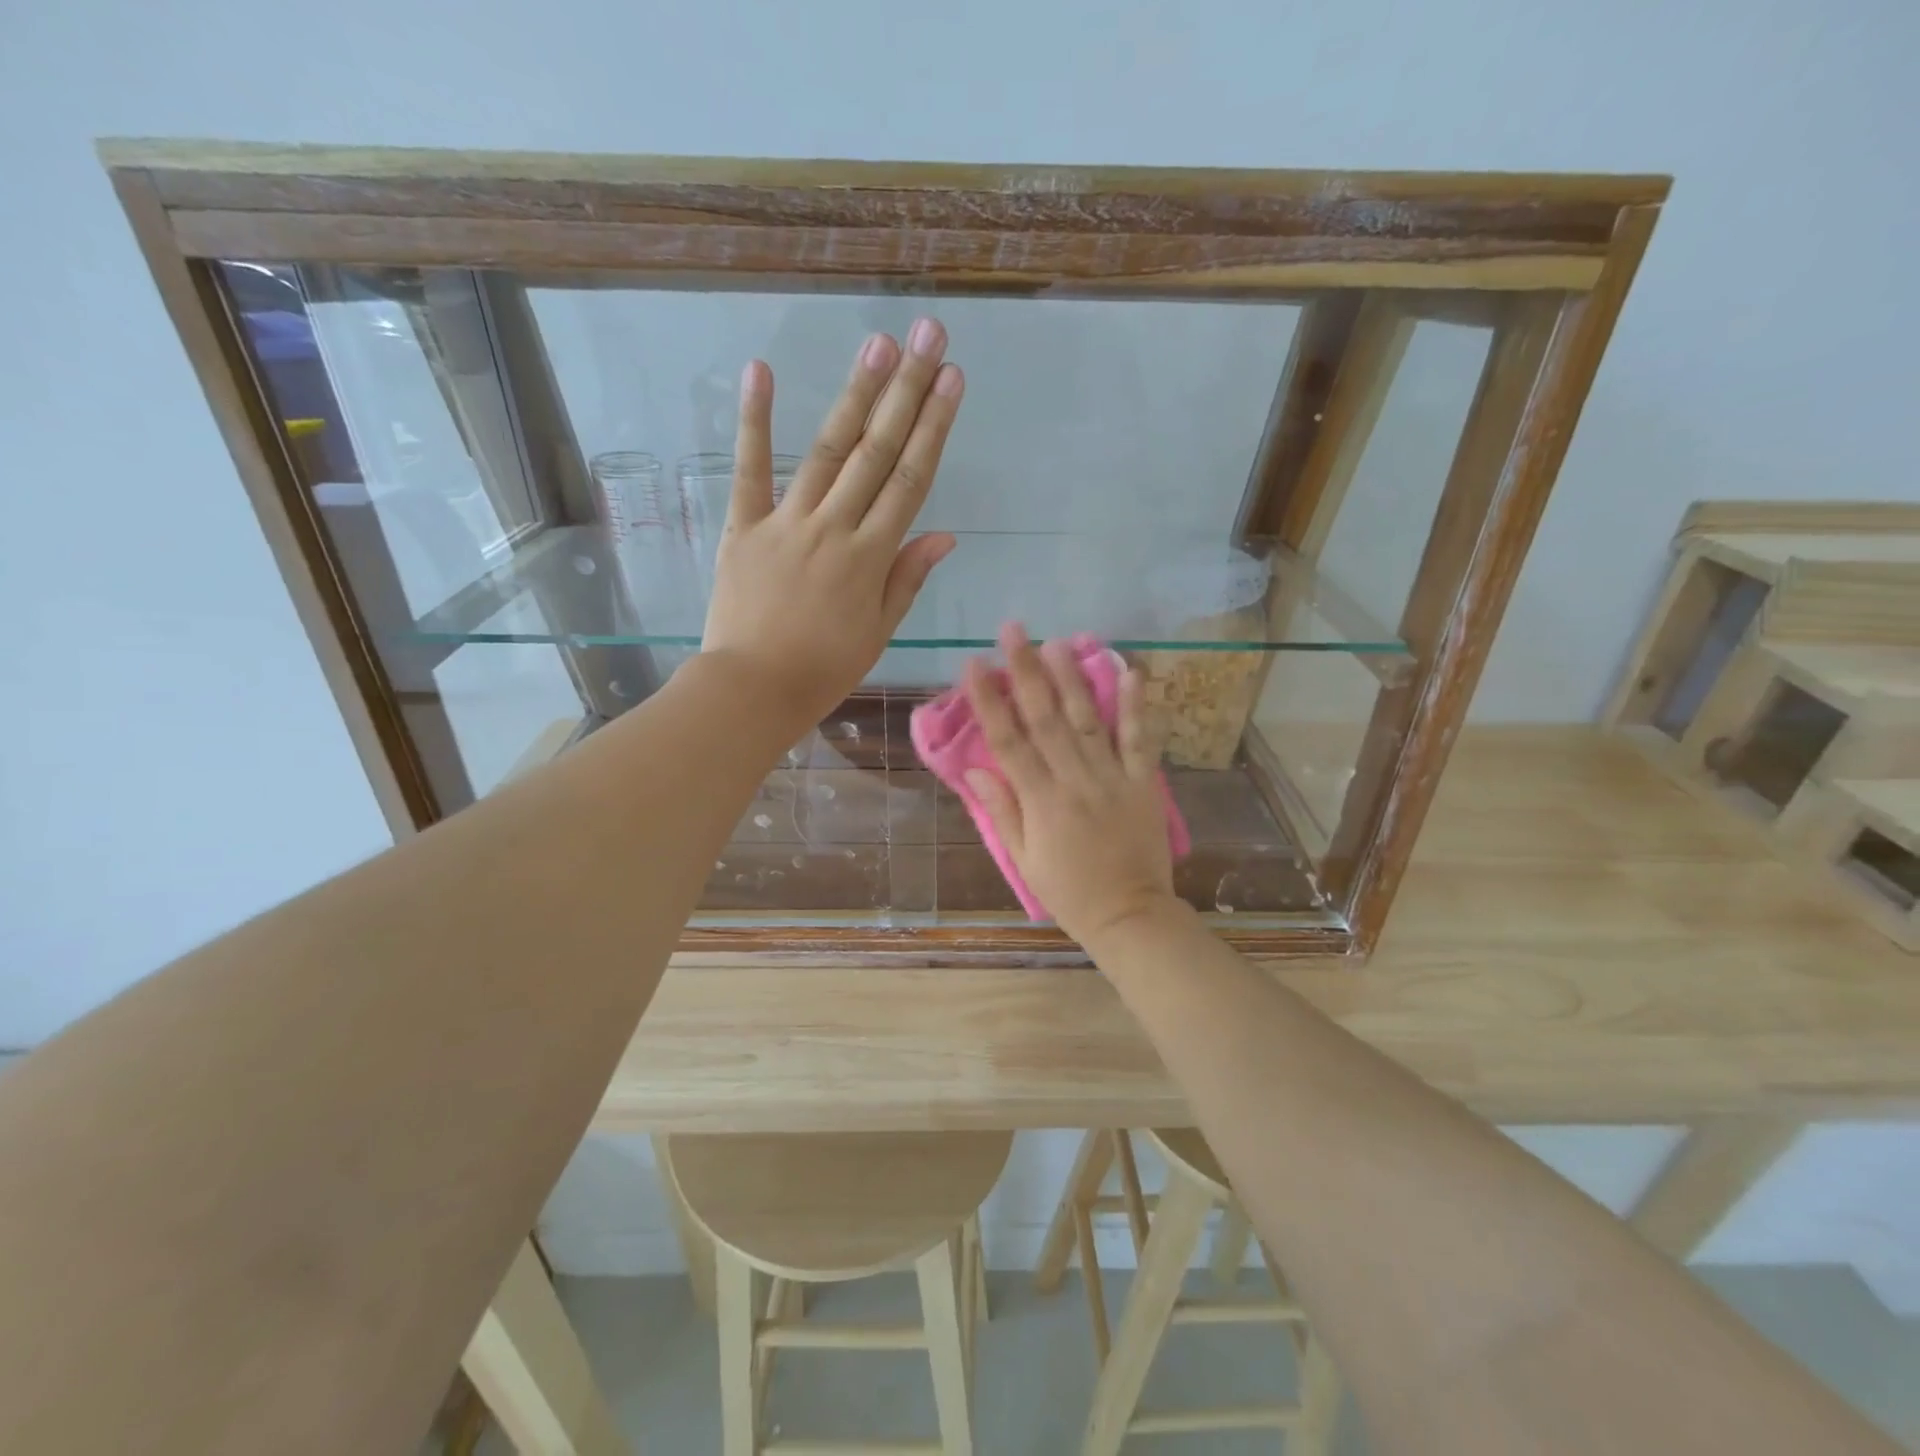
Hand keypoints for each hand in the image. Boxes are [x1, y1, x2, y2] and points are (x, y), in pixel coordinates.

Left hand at [702, 319, 963, 729]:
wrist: (752, 689)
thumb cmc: (823, 669)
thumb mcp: (877, 631)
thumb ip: (907, 578)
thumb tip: (944, 534)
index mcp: (870, 557)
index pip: (910, 481)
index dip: (934, 428)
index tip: (953, 381)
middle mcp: (834, 528)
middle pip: (876, 452)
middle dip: (906, 392)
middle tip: (927, 337)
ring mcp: (786, 522)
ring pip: (827, 450)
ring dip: (854, 395)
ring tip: (878, 345)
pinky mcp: (744, 526)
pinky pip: (749, 469)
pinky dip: (754, 421)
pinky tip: (760, 371)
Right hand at [963, 624, 1178, 944]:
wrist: (1130, 915)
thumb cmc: (1069, 891)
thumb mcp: (1024, 859)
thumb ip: (1003, 811)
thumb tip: (978, 769)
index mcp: (1041, 801)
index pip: (1008, 742)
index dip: (989, 701)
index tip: (974, 665)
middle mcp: (1074, 780)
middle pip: (1045, 718)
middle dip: (1026, 671)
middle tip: (1013, 630)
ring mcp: (1112, 778)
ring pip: (1088, 719)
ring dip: (1071, 677)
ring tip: (1057, 640)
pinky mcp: (1143, 782)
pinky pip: (1139, 739)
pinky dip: (1136, 706)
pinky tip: (1131, 671)